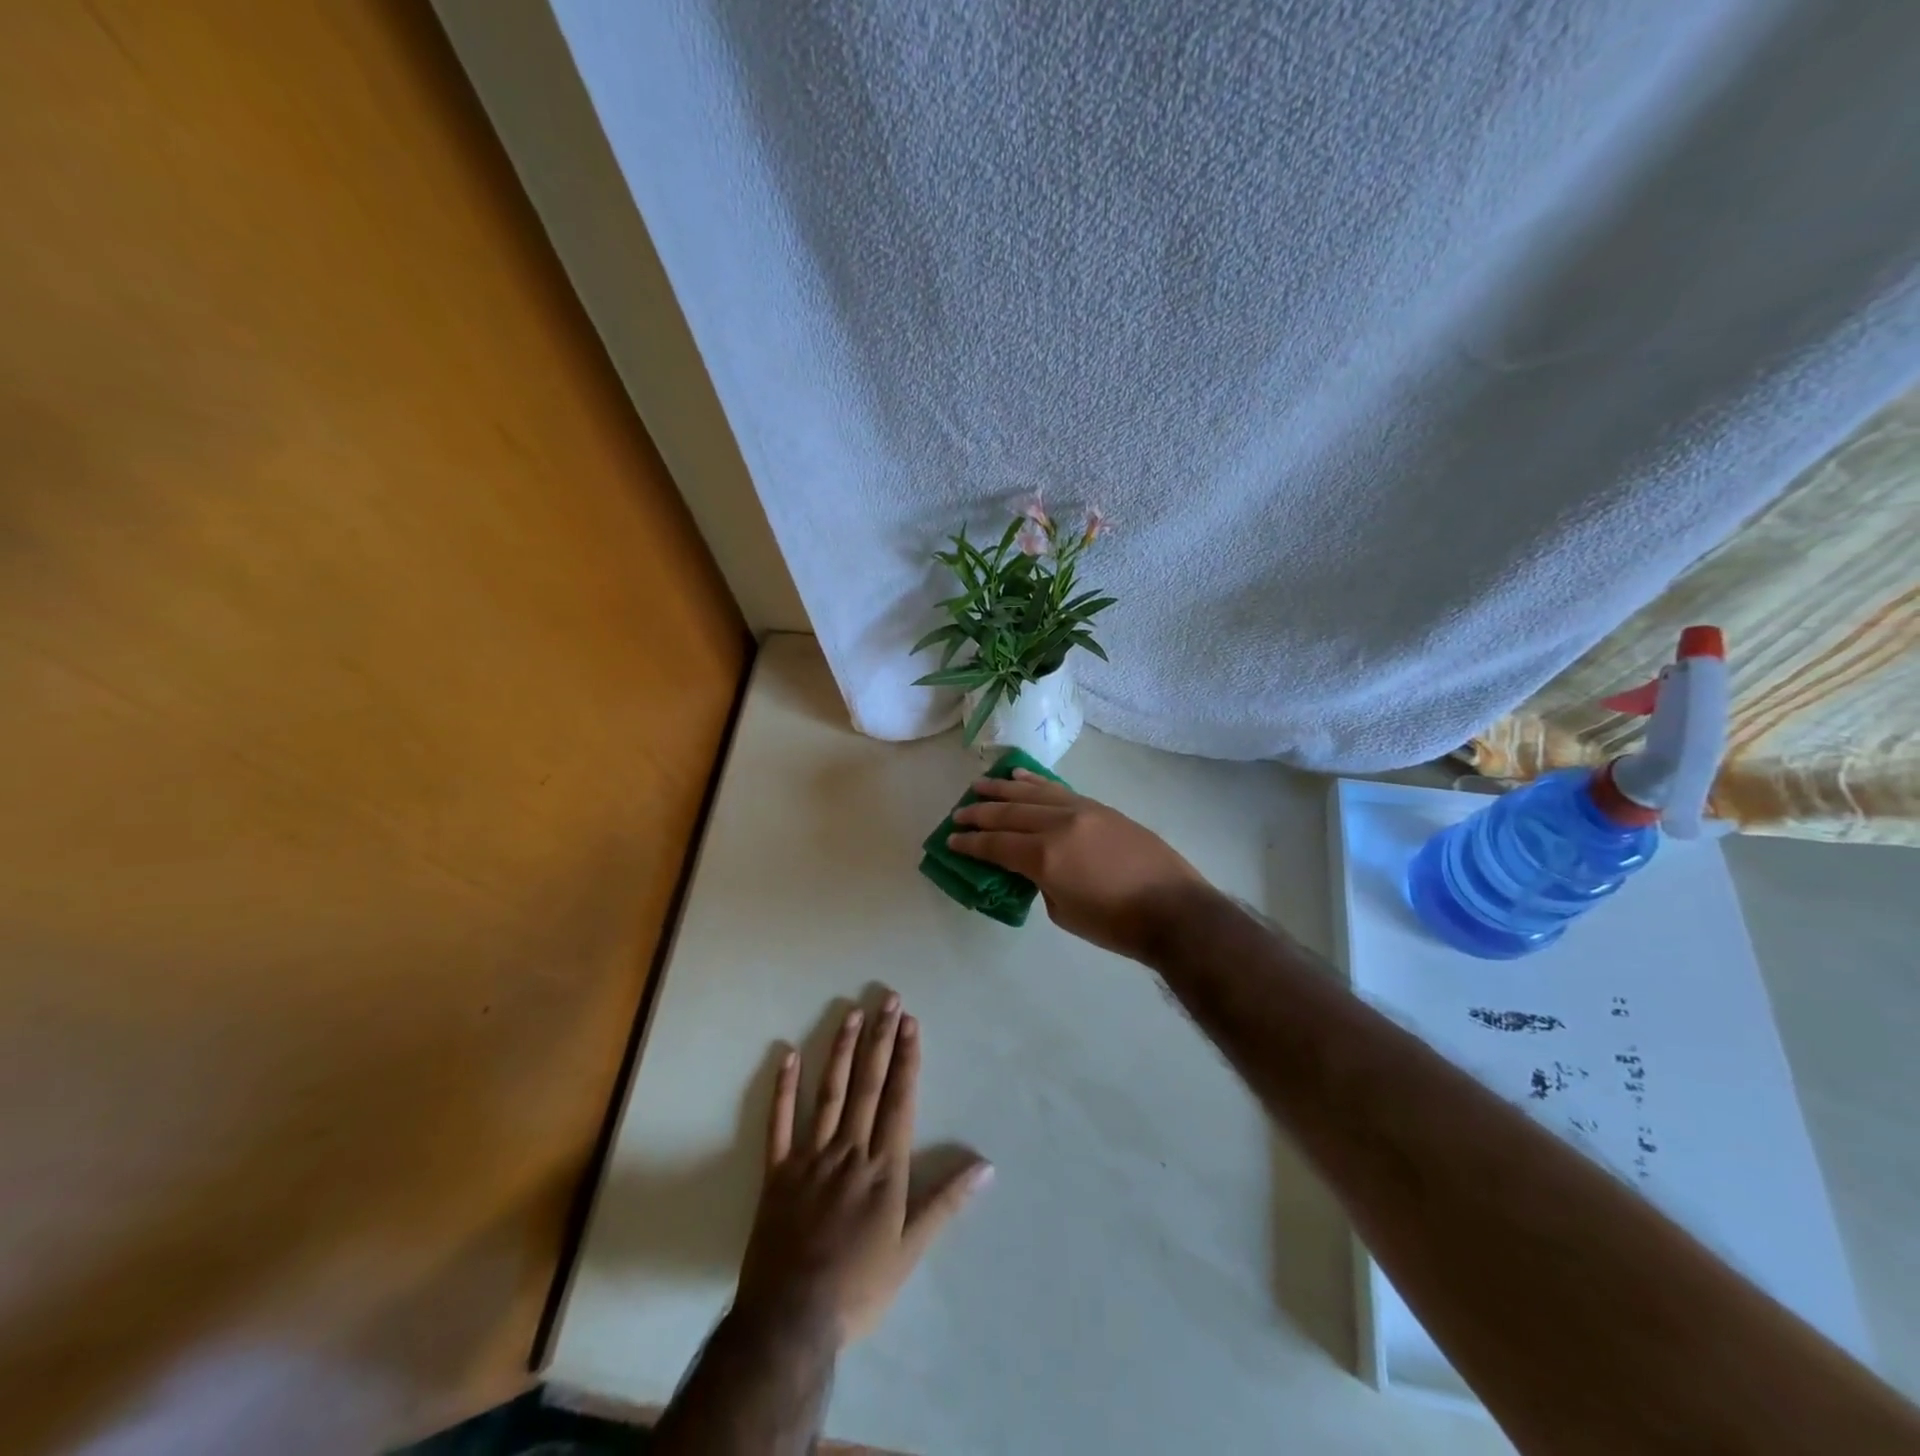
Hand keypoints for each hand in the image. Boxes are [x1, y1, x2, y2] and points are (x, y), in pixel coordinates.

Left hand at [736, 995, 991, 1346]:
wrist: (791, 1321)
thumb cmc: (859, 1287)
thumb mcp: (911, 1251)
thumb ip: (946, 1203)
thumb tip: (986, 1165)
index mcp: (883, 1168)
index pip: (899, 1100)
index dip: (906, 1059)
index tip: (910, 1023)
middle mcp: (850, 1150)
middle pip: (868, 1085)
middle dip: (880, 1040)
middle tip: (888, 999)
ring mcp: (810, 1157)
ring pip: (829, 1092)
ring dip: (841, 1050)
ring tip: (851, 1012)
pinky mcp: (778, 1171)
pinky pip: (780, 1122)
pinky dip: (783, 1088)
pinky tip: (788, 1054)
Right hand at [948, 771, 1210, 959]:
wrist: (1172, 909)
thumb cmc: (1115, 924)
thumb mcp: (1063, 912)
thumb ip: (1040, 881)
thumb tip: (1032, 864)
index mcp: (1045, 857)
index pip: (997, 844)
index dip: (971, 844)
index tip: (951, 840)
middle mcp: (1058, 825)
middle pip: (1009, 813)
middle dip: (979, 814)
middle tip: (958, 814)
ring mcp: (1081, 810)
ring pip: (1032, 793)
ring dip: (1002, 789)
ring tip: (979, 785)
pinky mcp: (1099, 807)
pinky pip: (1058, 789)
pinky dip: (1035, 782)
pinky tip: (1019, 777)